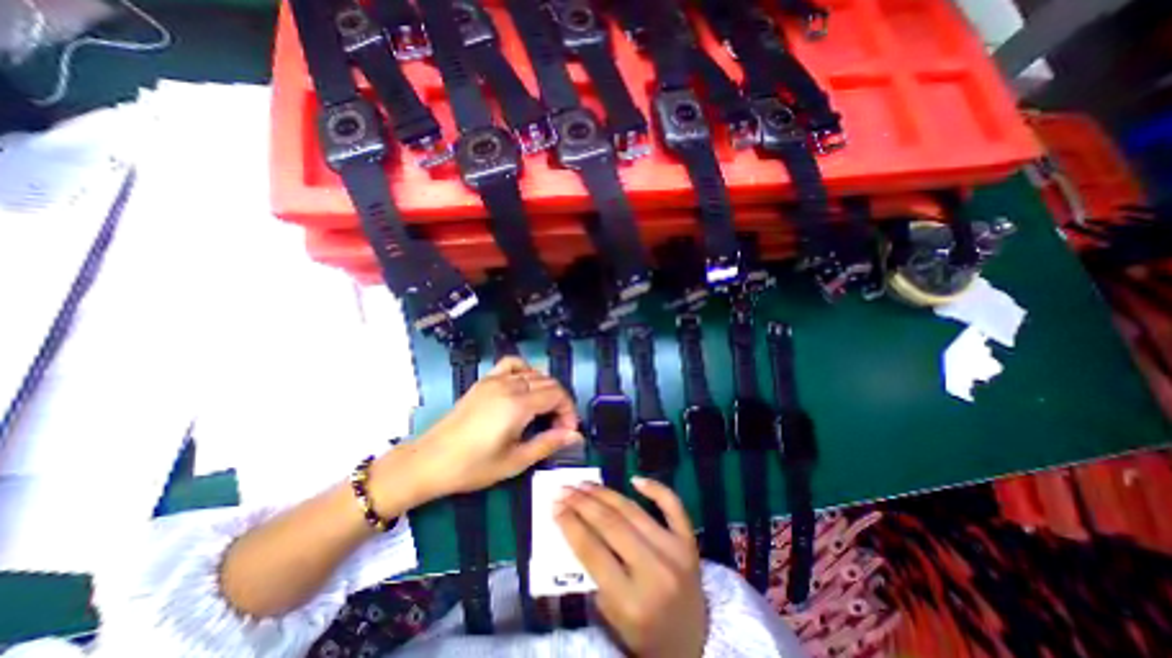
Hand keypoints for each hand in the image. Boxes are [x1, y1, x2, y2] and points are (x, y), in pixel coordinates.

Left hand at [383, 356, 583, 500]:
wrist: (429, 461)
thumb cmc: (473, 466)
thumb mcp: (515, 461)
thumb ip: (548, 443)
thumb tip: (575, 436)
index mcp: (518, 405)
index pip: (557, 395)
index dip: (568, 411)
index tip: (568, 431)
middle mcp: (509, 385)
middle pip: (548, 382)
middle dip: (560, 402)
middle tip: (557, 427)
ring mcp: (495, 380)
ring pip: (534, 373)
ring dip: (546, 388)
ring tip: (544, 411)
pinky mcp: (484, 381)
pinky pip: (511, 364)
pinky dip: (525, 370)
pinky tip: (525, 386)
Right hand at [556, 477, 708, 657]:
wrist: (693, 644)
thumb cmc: (645, 634)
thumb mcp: (612, 617)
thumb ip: (594, 574)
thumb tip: (577, 526)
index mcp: (632, 601)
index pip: (593, 551)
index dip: (571, 524)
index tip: (555, 506)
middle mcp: (655, 571)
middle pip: (611, 524)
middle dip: (583, 503)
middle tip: (565, 489)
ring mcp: (675, 551)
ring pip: (633, 511)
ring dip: (605, 493)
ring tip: (585, 483)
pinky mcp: (689, 541)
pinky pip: (673, 506)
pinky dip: (655, 488)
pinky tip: (634, 479)